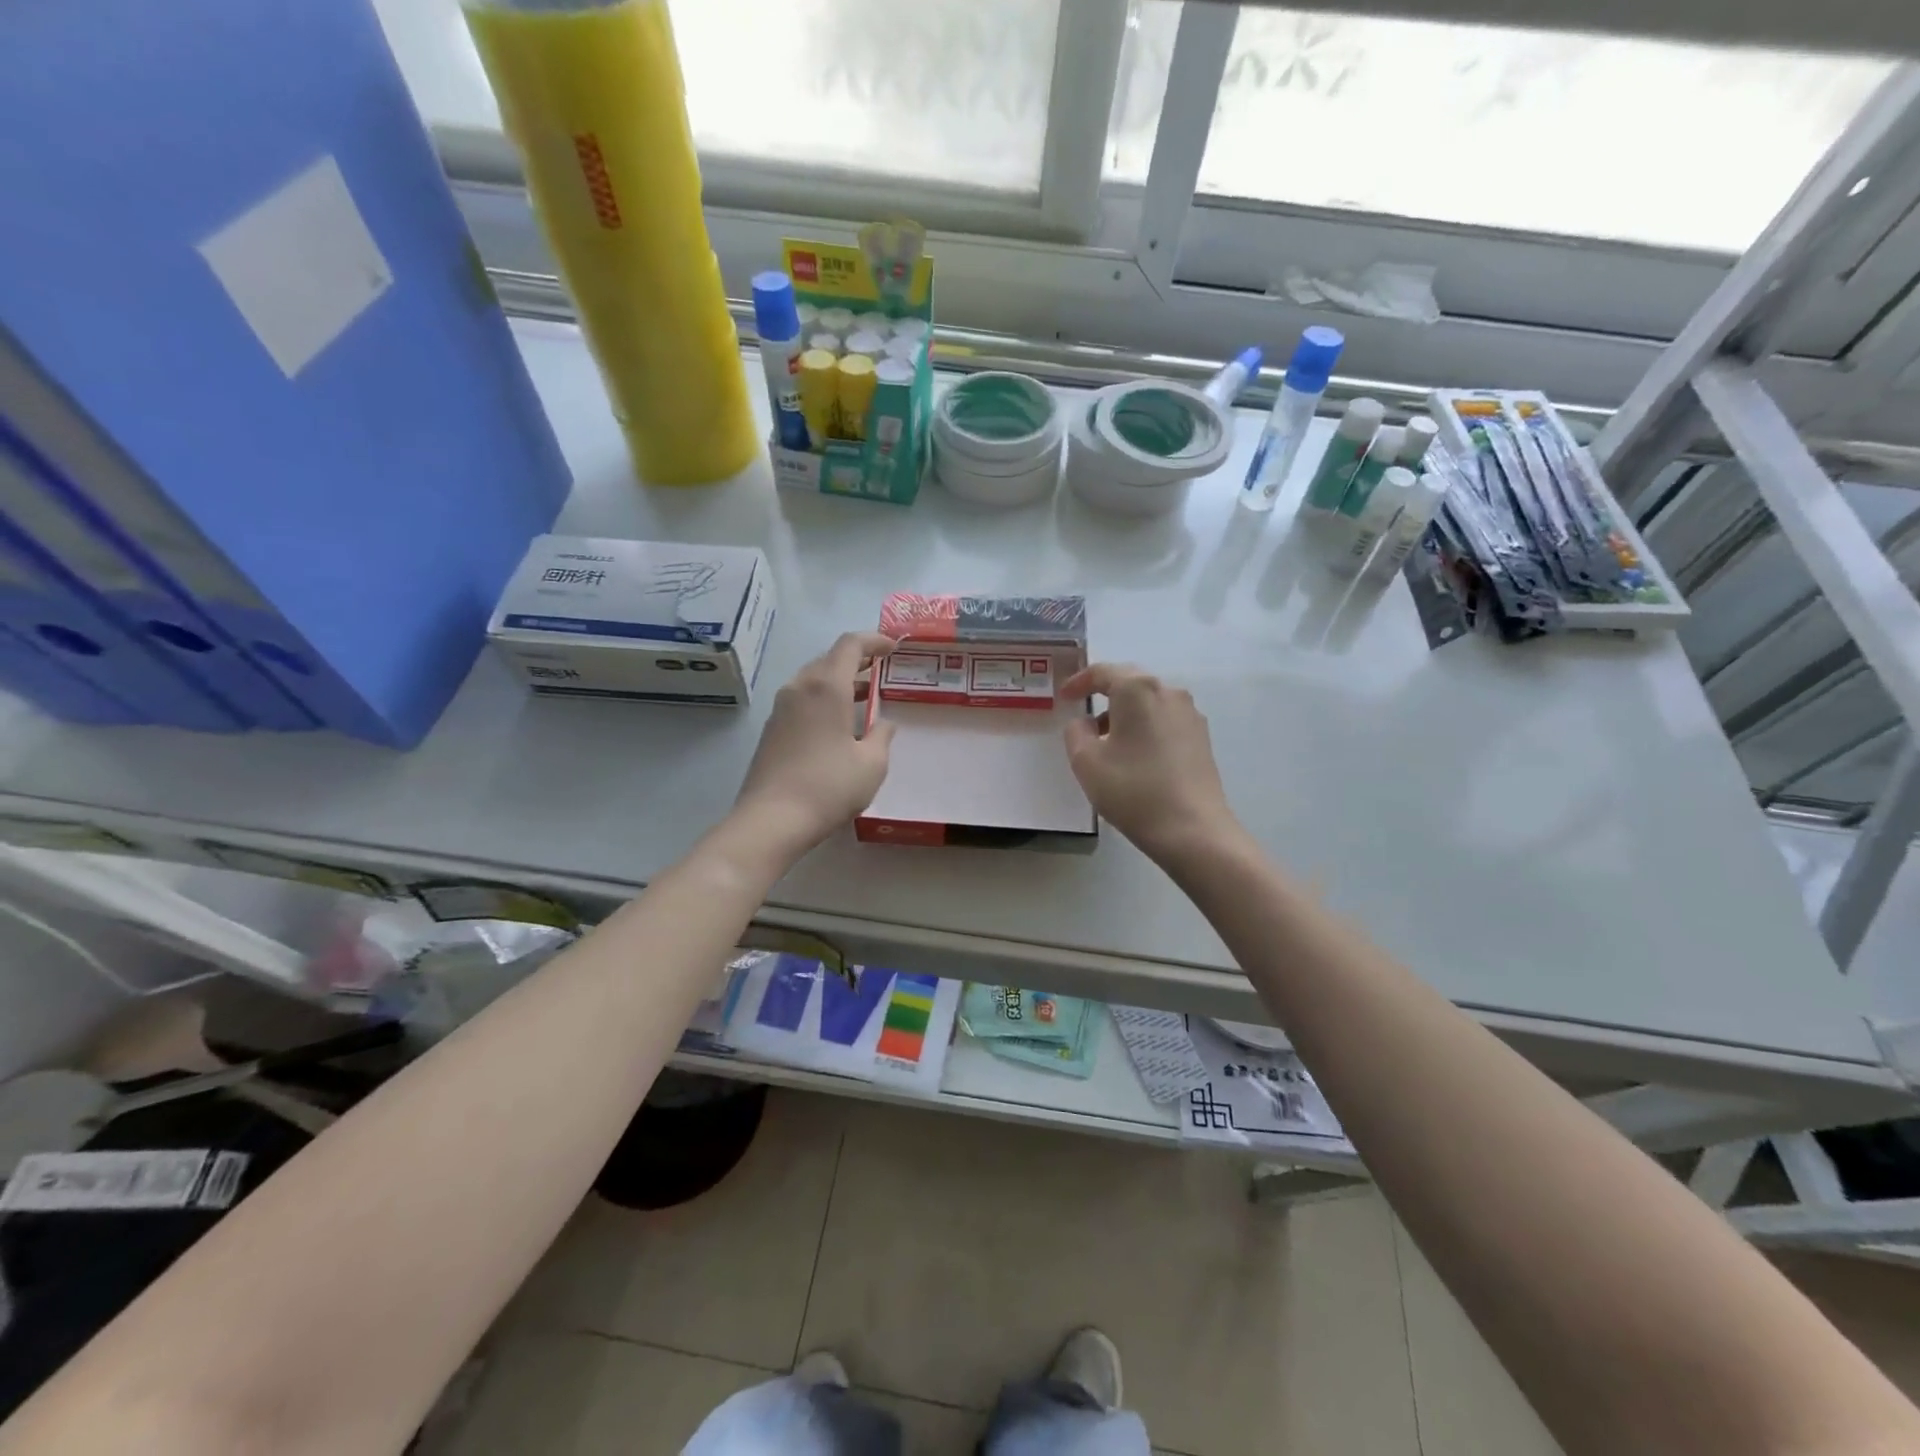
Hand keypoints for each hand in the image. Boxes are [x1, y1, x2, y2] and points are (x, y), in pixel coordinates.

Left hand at [733, 632, 896, 856]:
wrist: (771, 820)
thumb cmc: (828, 787)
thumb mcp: (872, 764)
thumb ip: (882, 736)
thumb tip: (883, 723)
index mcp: (827, 686)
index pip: (850, 644)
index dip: (874, 640)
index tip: (893, 647)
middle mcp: (799, 688)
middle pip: (829, 659)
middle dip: (857, 660)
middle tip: (880, 671)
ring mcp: (780, 708)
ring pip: (813, 680)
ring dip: (839, 681)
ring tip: (863, 697)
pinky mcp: (771, 729)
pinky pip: (801, 700)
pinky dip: (823, 699)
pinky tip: (837, 724)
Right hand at [1062, 663, 1242, 865]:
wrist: (1192, 829)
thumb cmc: (1133, 790)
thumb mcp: (1086, 761)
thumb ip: (1076, 732)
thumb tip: (1085, 722)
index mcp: (1138, 689)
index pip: (1103, 672)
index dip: (1079, 681)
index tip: (1064, 697)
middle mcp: (1168, 692)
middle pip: (1130, 682)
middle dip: (1104, 694)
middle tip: (1083, 712)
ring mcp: (1190, 714)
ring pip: (1150, 702)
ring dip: (1126, 713)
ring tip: (1107, 740)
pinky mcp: (1202, 737)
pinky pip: (1165, 720)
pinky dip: (1145, 727)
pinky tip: (1136, 755)